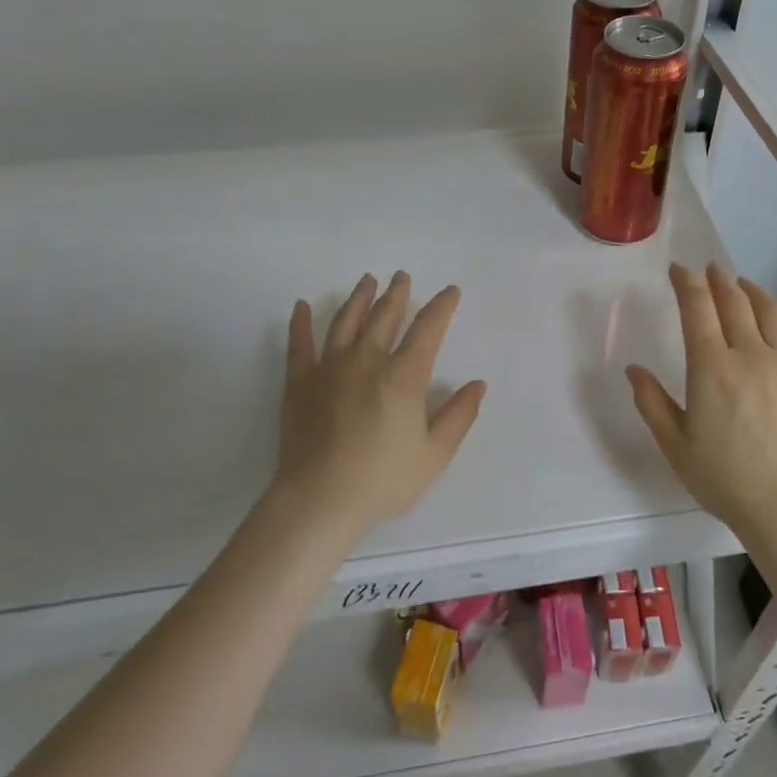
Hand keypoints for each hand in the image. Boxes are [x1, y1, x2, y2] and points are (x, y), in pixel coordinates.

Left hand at [272, 271, 485, 533]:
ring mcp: (330, 367)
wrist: (320, 499)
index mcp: (404, 376)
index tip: (450, 291)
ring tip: (368, 280)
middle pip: (385, 316)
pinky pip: (299, 344)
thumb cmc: (383, 480)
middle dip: (397, 294)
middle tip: (402, 276)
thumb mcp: (434, 454)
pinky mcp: (300, 382)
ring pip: (346, 321)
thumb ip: (458, 416)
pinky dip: (301, 322)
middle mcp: (368, 360)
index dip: (441, 306)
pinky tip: (301, 306)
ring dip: (359, 298)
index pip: (428, 329)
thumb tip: (477, 384)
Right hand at [626, 264, 776, 540]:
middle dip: (719, 280)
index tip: (680, 270)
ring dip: (754, 292)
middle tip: (711, 270)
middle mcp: (750, 355)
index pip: (697, 308)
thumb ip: (652, 403)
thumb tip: (633, 369)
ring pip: (771, 313)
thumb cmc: (724, 479)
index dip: (687, 282)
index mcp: (711, 367)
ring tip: (744, 285)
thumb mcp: (675, 445)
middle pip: (734, 303)